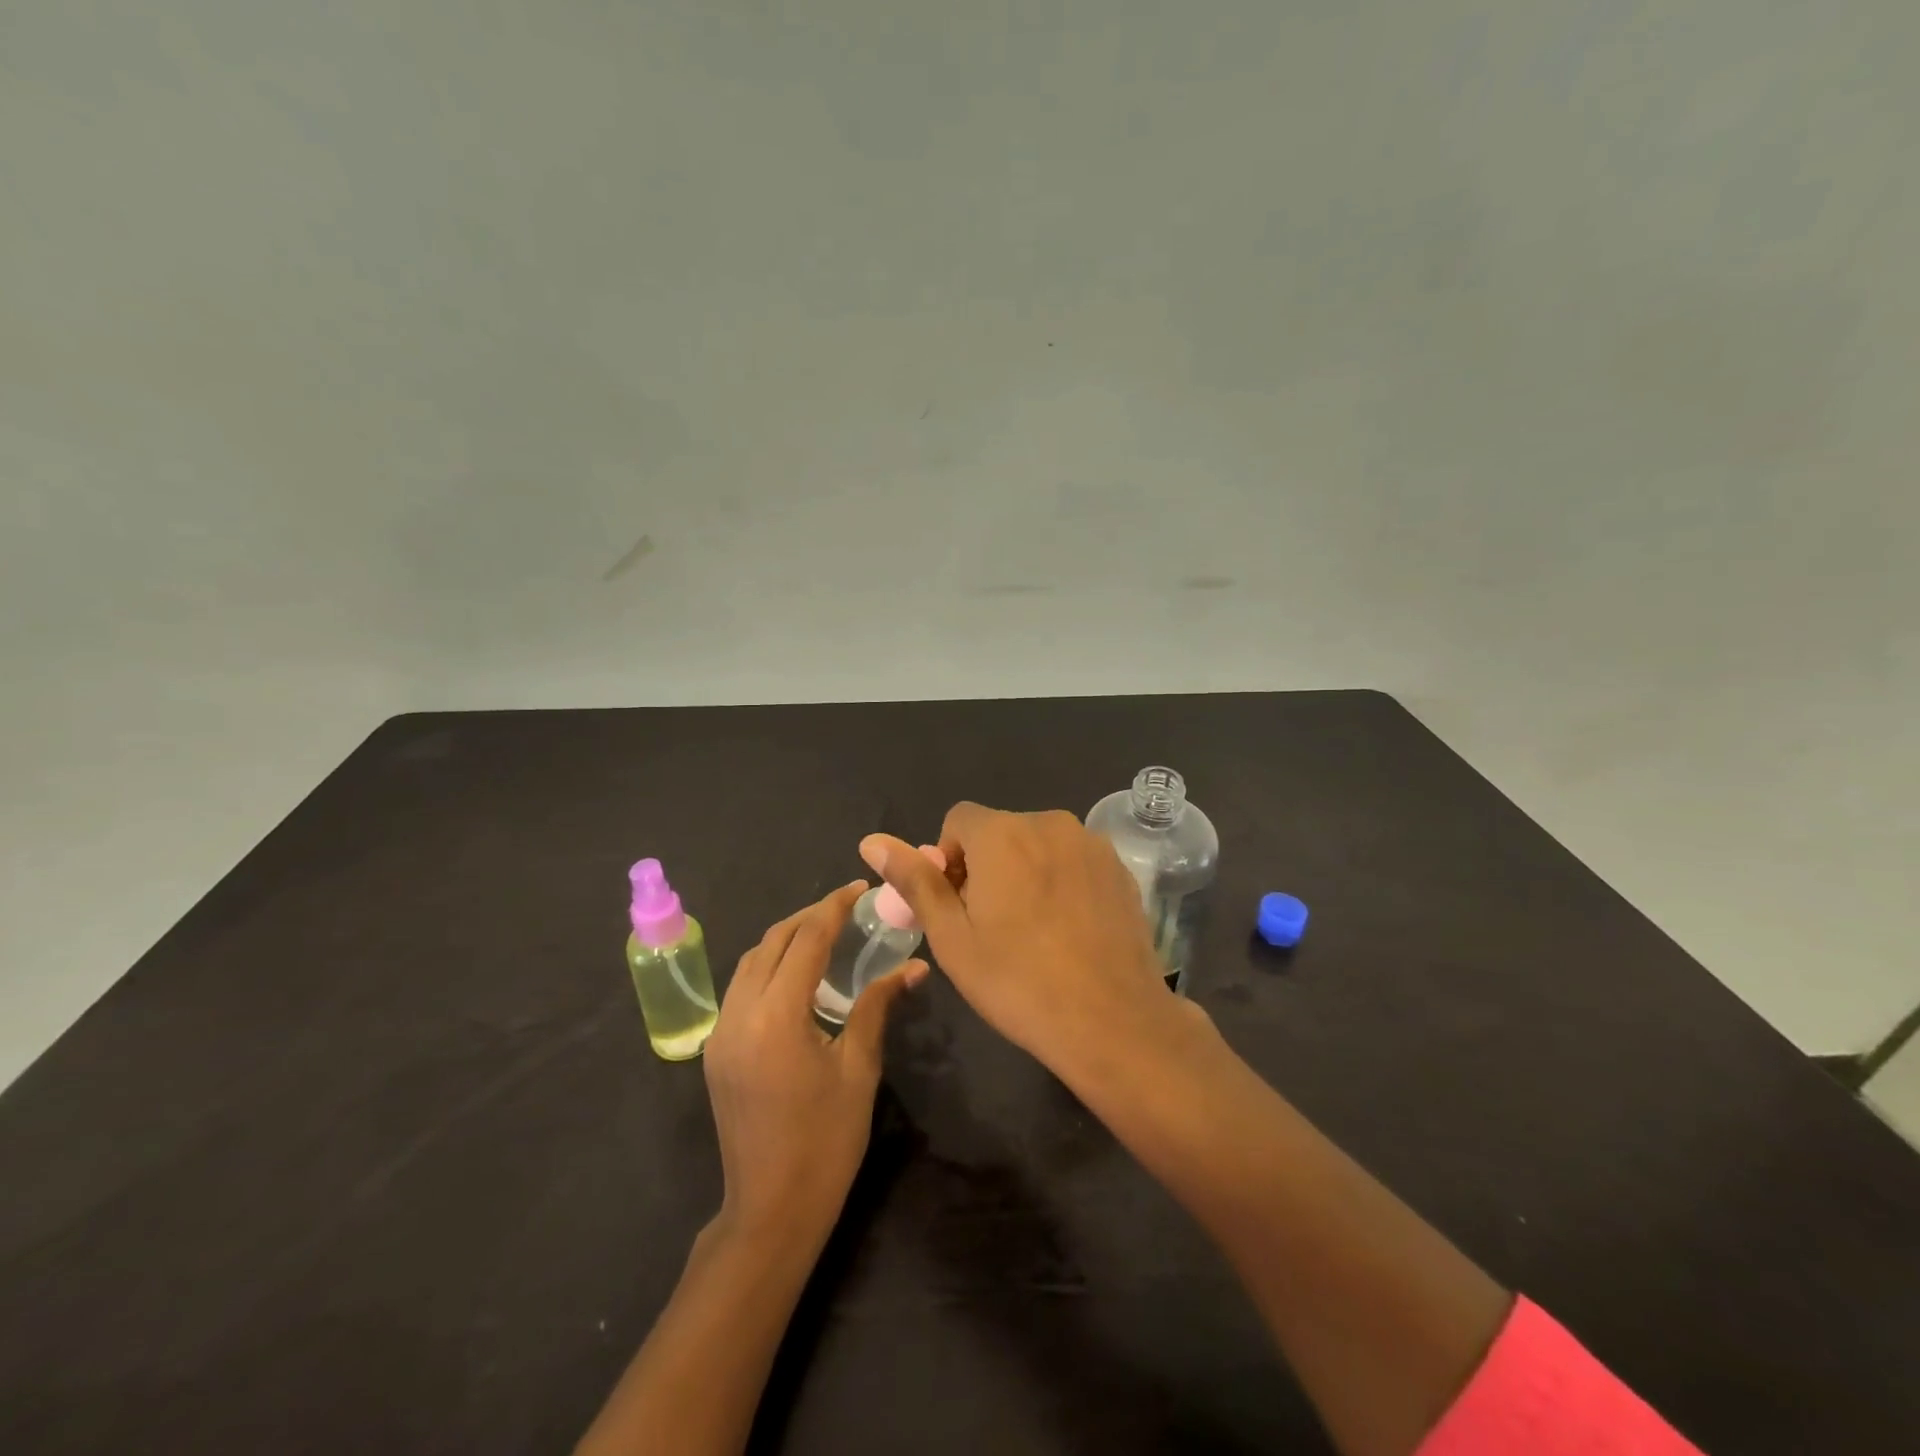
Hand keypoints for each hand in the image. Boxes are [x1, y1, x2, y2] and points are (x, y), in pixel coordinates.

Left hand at [703, 880, 925, 1244]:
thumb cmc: (826, 1141)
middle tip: (846, 908)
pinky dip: (768, 967)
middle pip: (771, 942)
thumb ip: (877, 1006)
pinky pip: (741, 988)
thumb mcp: (859, 1068)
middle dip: (808, 917)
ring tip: (824, 934)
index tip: (859, 889)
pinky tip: (797, 976)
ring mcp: (720, 1033)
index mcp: (776, 1017)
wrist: (770, 1210)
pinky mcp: (715, 1050)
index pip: (805, 940)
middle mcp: (739, 1014)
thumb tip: (915, 967)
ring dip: (785, 939)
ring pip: (750, 962)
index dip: (833, 908)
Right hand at [859, 805, 1176, 1076]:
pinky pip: (1074, 860)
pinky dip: (1062, 881)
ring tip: (1033, 931)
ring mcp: (1091, 843)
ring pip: (1039, 845)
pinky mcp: (1120, 867)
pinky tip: (1069, 930)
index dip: (948, 860)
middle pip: (1000, 832)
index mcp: (1003, 833)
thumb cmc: (1019, 982)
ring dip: (1025, 872)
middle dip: (987, 867)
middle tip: (991, 926)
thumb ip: (915, 881)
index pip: (958, 821)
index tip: (958, 906)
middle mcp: (1049, 822)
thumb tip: (872, 842)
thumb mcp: (952, 937)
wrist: (1113, 1021)